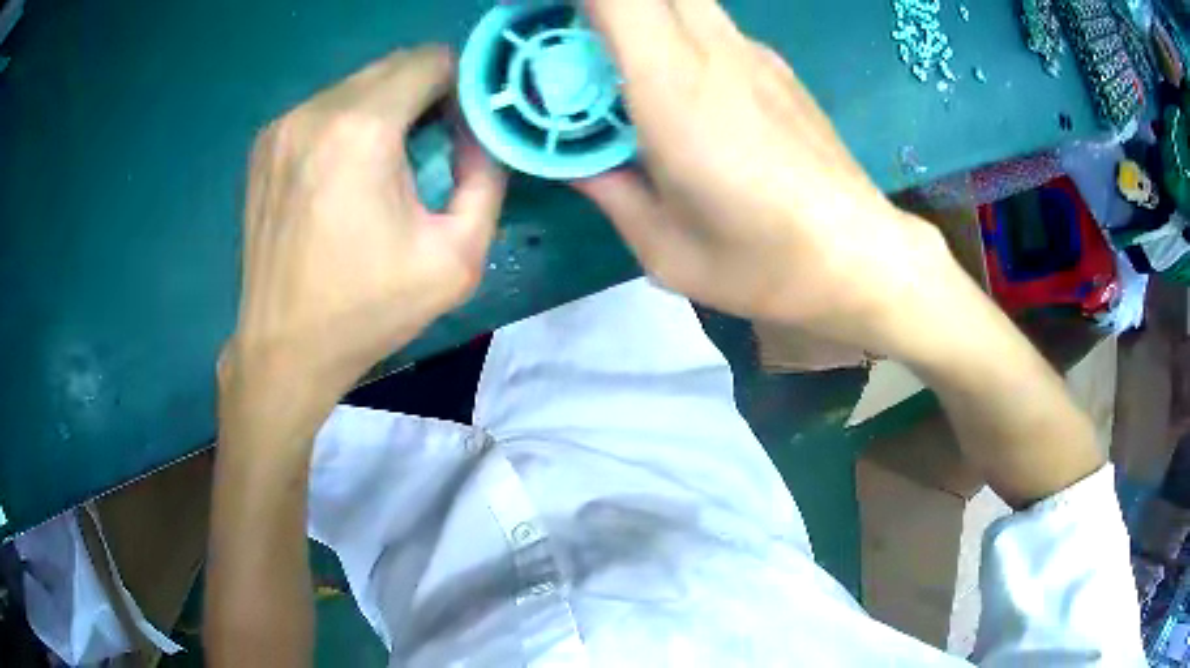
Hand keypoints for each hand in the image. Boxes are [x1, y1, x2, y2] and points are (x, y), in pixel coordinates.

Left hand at [222, 46, 505, 435]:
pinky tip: (348, 171)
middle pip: (393, 66)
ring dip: (387, 107)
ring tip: (390, 162)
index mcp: (361, 130)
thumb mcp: (458, 257)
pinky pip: (325, 107)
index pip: (430, 60)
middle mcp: (314, 111)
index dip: (461, 85)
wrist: (284, 348)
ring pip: (358, 84)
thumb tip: (483, 135)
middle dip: (426, 93)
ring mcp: (282, 125)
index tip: (466, 125)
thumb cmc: (369, 309)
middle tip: (435, 144)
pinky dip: (349, 122)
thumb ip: (486, 179)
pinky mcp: (265, 144)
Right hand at [576, 0, 948, 349]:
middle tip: (574, 43)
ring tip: (617, 64)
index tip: (543, 21)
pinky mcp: (776, 66)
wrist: (860, 257)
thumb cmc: (763, 264)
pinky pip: (711, 22)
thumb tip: (575, 160)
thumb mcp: (663, 248)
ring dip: (639, 13)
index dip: (578, 1)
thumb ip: (608, 189)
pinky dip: (674, 30)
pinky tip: (677, 83)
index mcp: (675, 90)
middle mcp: (715, 52)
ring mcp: (753, 53)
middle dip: (604, 5)